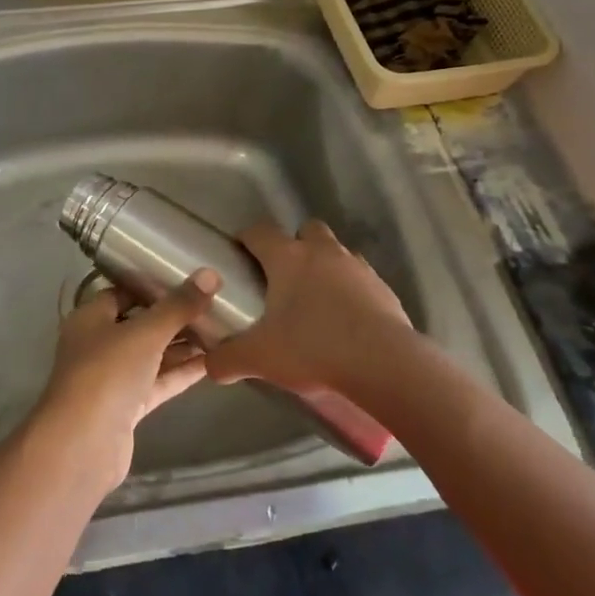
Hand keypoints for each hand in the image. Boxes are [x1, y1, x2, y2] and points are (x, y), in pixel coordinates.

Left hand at [32, 270, 218, 487]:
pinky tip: (213, 361)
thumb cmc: (107, 373)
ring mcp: (113, 377)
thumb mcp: (145, 333)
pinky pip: (158, 381)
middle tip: (214, 302)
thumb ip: (178, 306)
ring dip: (182, 344)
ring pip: (152, 354)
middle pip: (140, 323)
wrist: (83, 445)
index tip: (188, 276)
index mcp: (91, 317)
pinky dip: (181, 372)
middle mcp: (99, 343)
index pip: (123, 291)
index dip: (153, 283)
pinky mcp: (128, 406)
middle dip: (174, 315)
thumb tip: (210, 274)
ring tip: (222, 328)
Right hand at [203, 220, 414, 397]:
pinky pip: (361, 278)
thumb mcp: (260, 357)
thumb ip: (228, 359)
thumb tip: (209, 366)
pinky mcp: (383, 288)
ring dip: (325, 265)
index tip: (239, 254)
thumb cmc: (313, 348)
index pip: (260, 231)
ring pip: (337, 251)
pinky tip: (346, 319)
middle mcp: (323, 252)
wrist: (385, 364)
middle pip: (306, 229)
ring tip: (317, 300)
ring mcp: (357, 267)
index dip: (247, 238)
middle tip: (283, 277)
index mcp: (288, 258)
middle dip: (295, 244)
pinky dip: (351, 289)